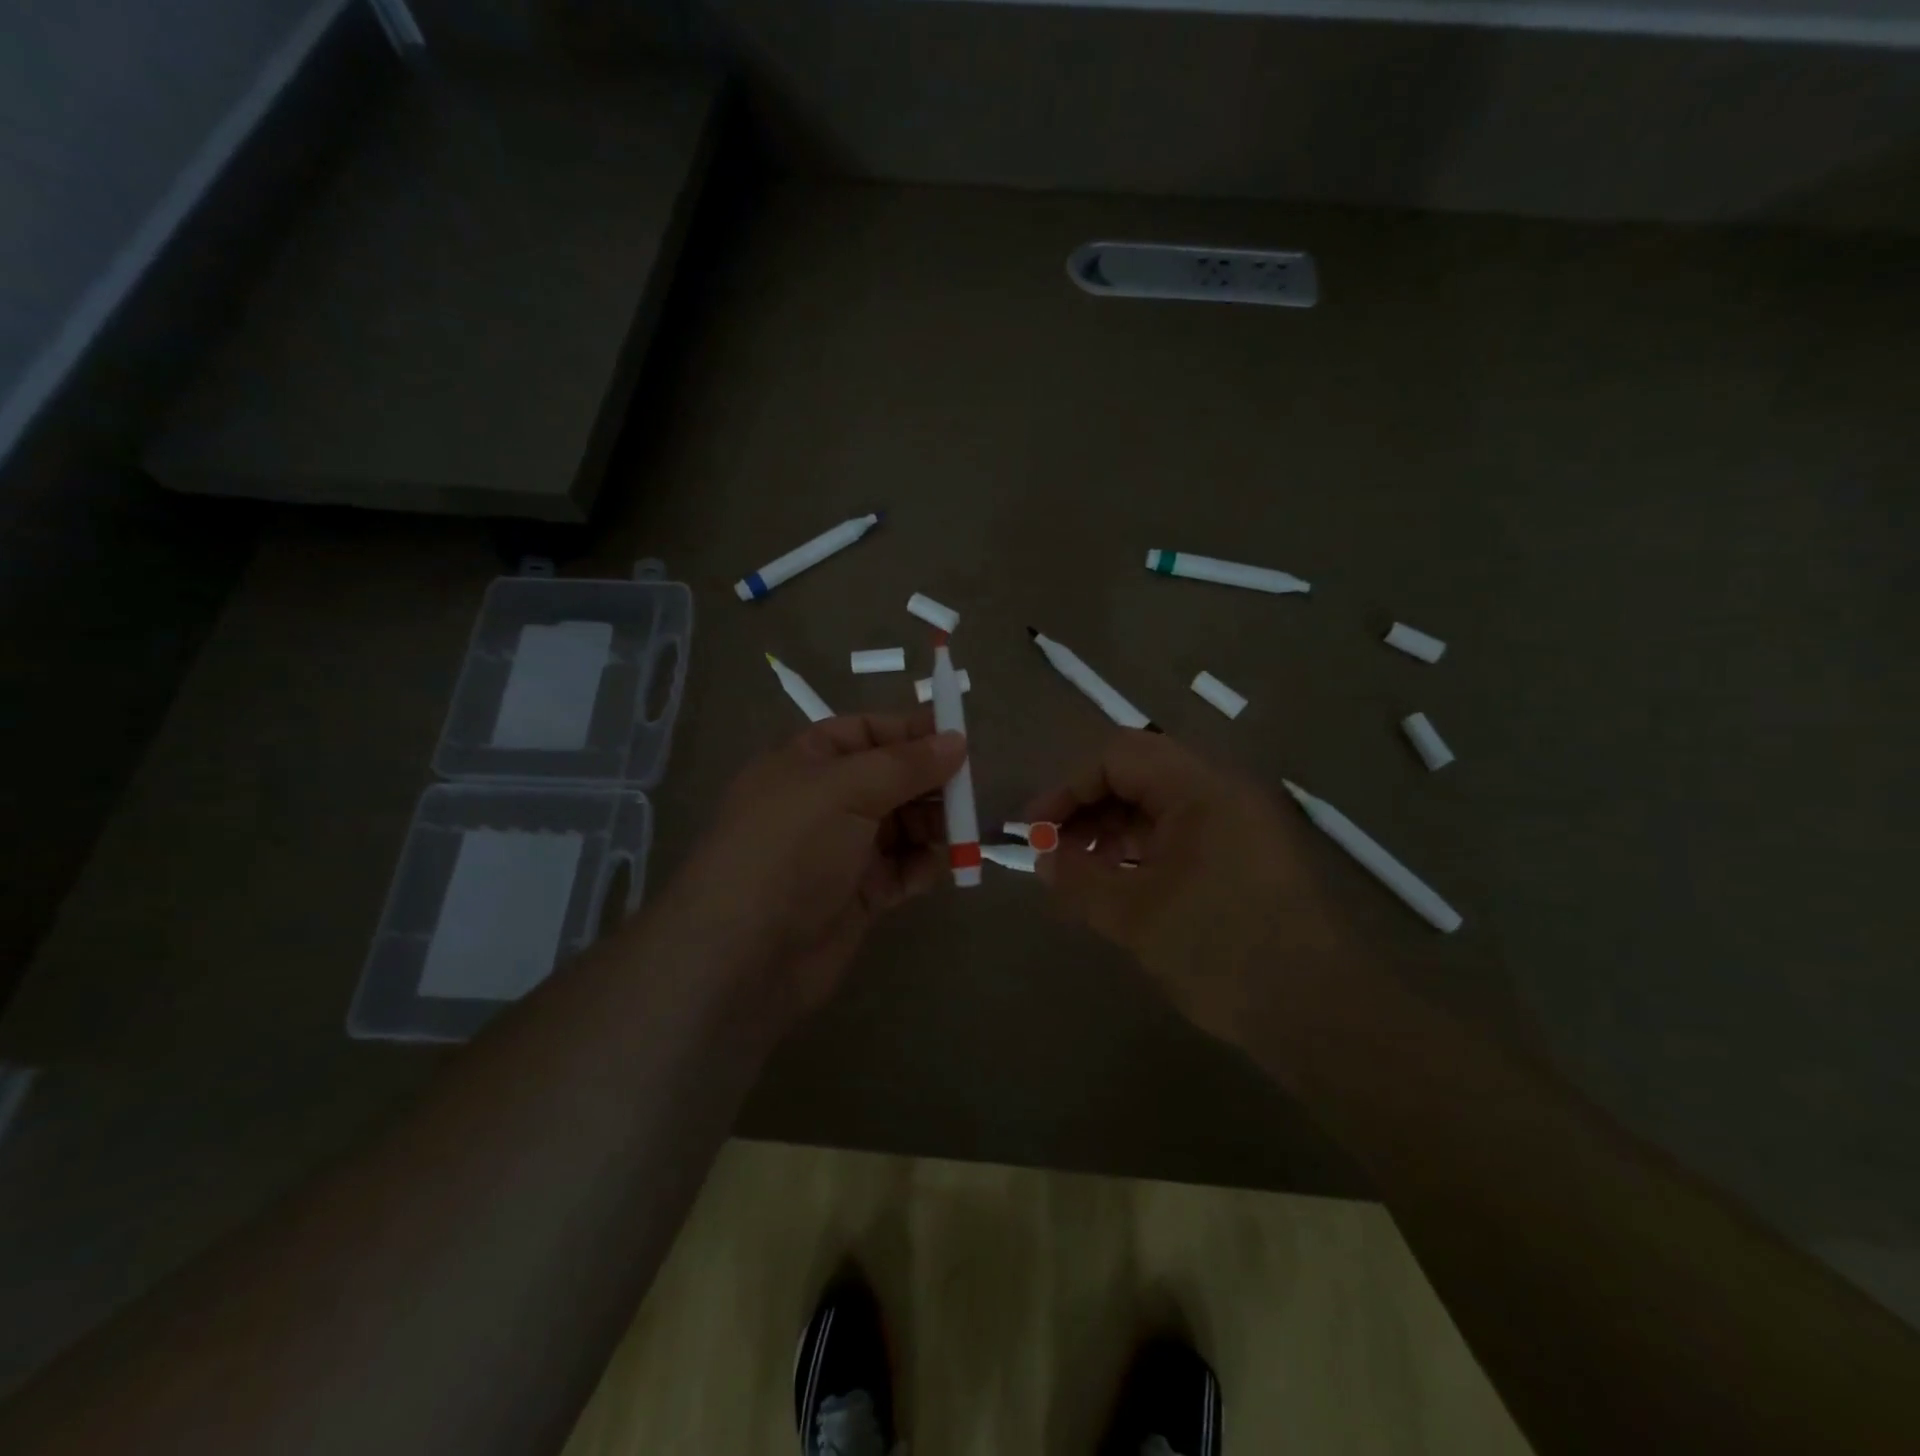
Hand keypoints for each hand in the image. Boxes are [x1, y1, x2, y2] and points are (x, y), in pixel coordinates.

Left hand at [667, 711, 966, 1026]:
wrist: (743, 957)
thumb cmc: (790, 851)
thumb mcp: (844, 790)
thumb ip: (905, 764)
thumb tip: (957, 740)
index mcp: (808, 762)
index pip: (867, 732)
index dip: (912, 732)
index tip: (959, 739)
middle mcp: (825, 801)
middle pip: (892, 778)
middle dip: (931, 783)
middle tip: (969, 794)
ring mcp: (842, 850)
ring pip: (903, 824)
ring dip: (934, 826)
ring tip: (961, 834)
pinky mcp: (859, 894)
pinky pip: (903, 868)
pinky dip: (924, 866)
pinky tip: (940, 868)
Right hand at [1022, 731, 1351, 1048]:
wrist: (1321, 1015)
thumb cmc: (1223, 952)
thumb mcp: (1136, 916)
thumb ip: (1081, 880)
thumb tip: (1043, 859)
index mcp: (1201, 788)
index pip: (1118, 756)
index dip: (1068, 788)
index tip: (1034, 830)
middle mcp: (1223, 791)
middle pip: (1138, 774)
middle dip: (1088, 808)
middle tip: (1055, 853)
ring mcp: (1240, 823)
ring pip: (1159, 805)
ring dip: (1113, 830)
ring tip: (1082, 874)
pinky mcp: (1247, 855)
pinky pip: (1182, 833)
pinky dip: (1143, 850)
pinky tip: (1121, 886)